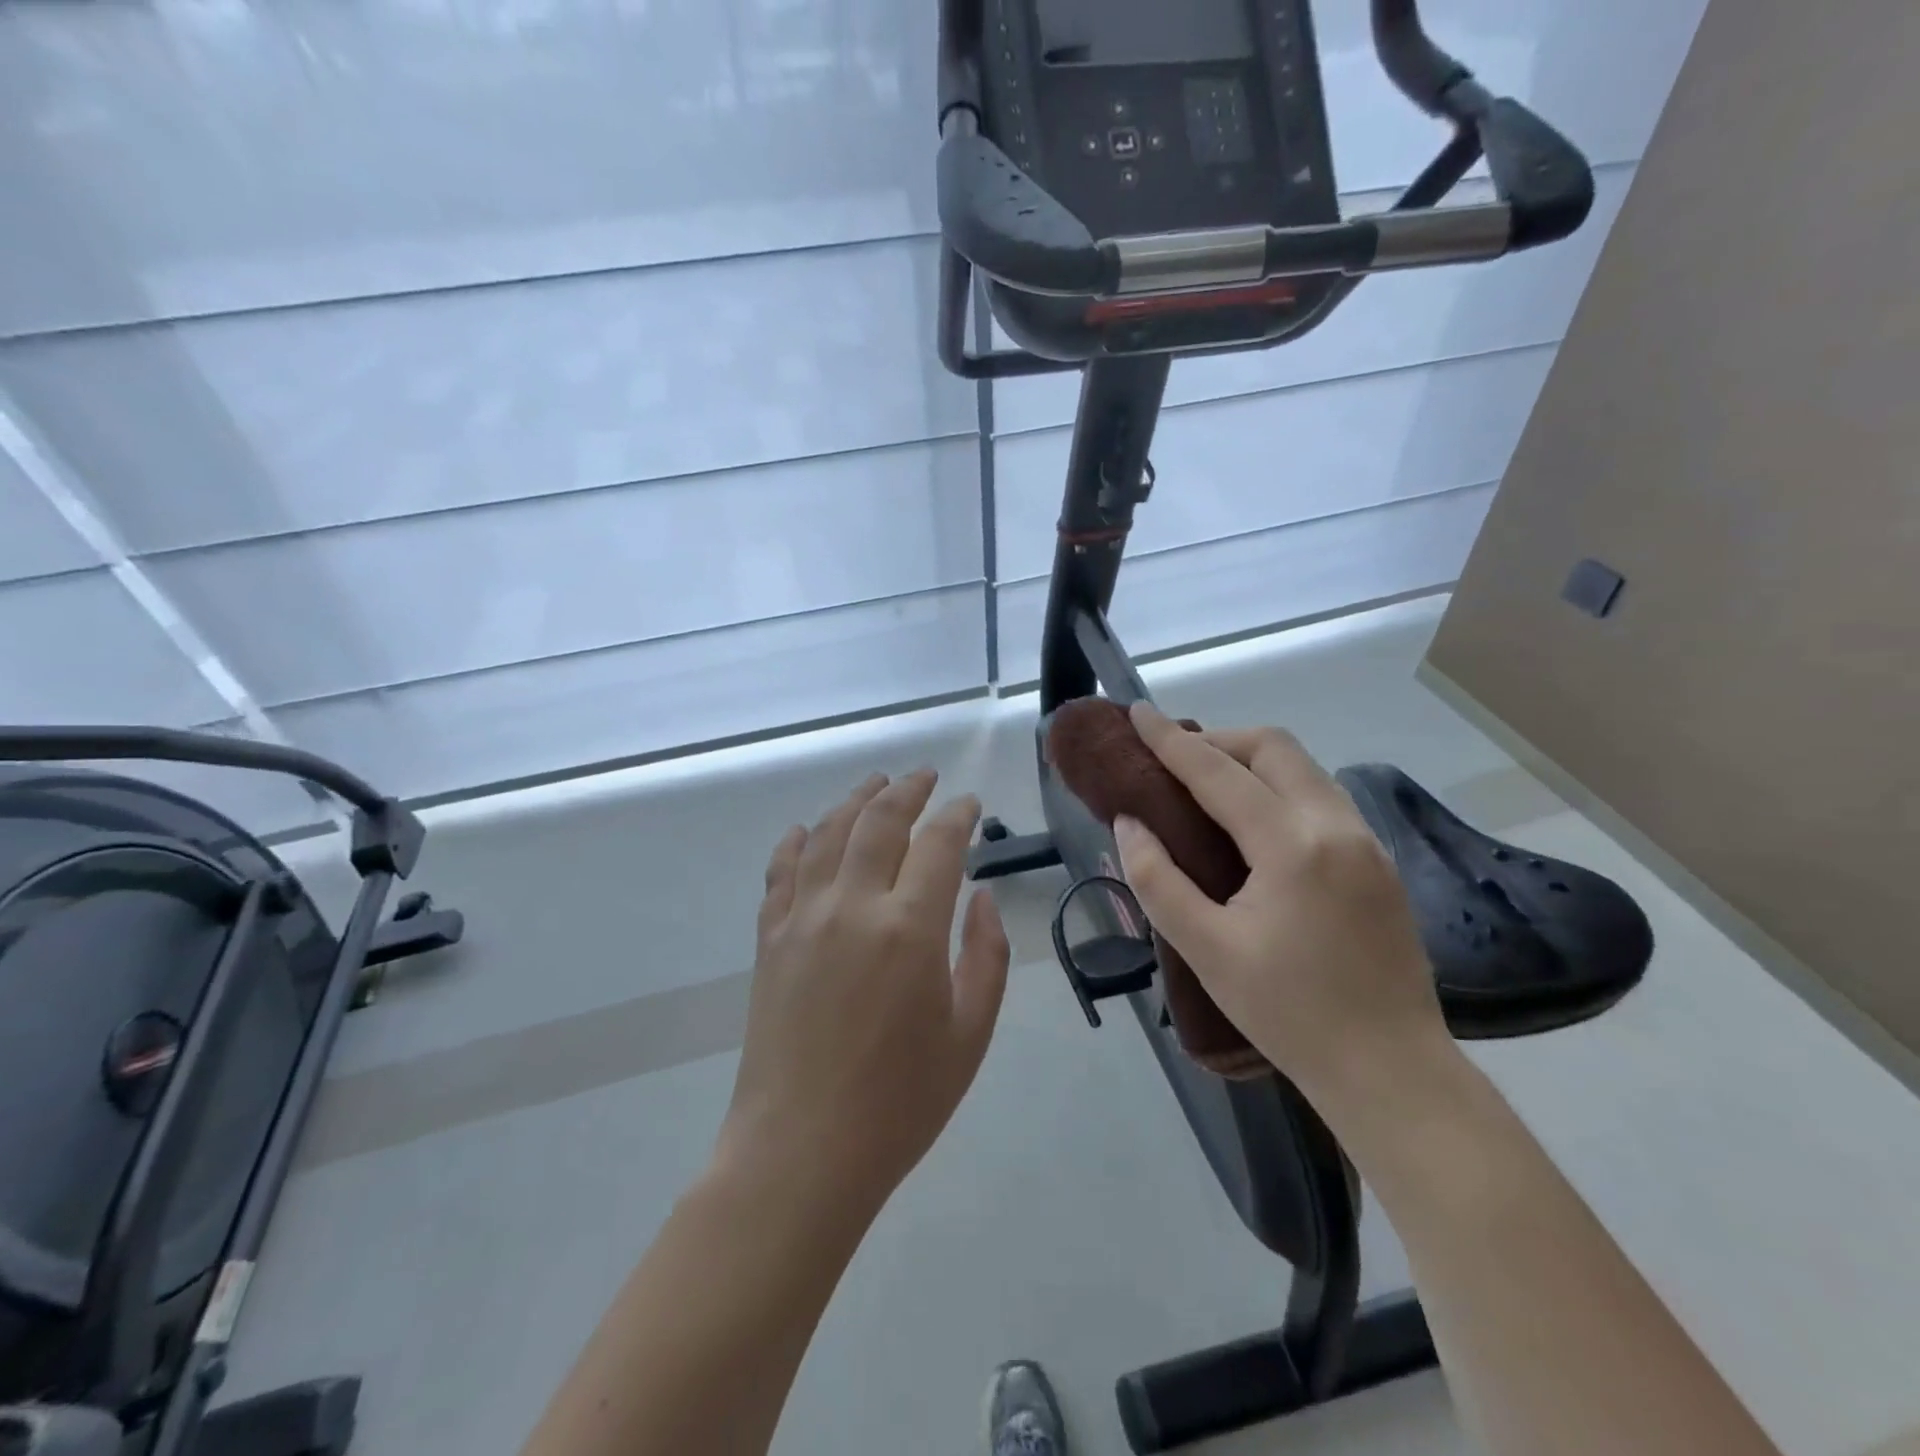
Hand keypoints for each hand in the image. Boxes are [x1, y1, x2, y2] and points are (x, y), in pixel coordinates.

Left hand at [716, 771, 1010, 1220]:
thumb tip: (980, 898)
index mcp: (910, 928)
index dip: (957, 815)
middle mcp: (853, 905)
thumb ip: (985, 956)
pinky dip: (797, 841)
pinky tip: (808, 829)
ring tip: (874, 783)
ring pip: (829, 834)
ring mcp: (803, 918)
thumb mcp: (970, 1034)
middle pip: (879, 821)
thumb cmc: (900, 1102)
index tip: (968, 804)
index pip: (938, 843)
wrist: (801, 1152)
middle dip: (907, 790)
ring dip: (855, 800)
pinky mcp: (770, 939)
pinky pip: (782, 871)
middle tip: (924, 776)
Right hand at [1112, 703, 1445, 1109]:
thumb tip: (1129, 823)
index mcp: (1291, 845)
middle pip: (1273, 747)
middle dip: (1218, 739)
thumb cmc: (1288, 1013)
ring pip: (1303, 767)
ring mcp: (1366, 841)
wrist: (1391, 1071)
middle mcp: (1336, 825)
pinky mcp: (1378, 861)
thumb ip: (1157, 878)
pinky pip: (1320, 796)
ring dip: (1251, 761)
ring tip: (1207, 787)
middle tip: (1174, 762)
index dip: (1170, 741)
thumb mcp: (1205, 949)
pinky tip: (1254, 823)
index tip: (1138, 713)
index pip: (1218, 772)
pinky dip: (1278, 787)